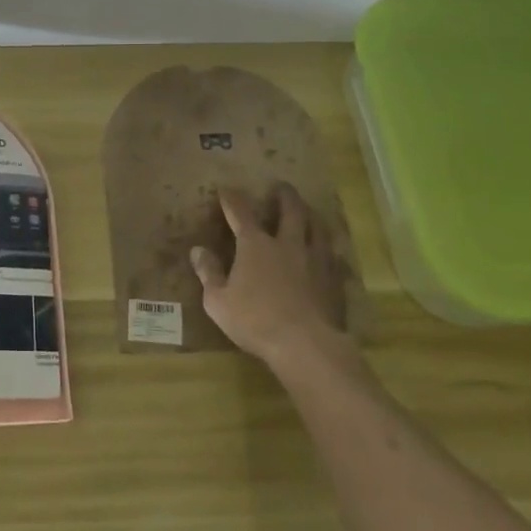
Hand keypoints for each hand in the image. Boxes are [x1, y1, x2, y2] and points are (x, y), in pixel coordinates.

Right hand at [191, 183, 346, 367]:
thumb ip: (209, 273)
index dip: (232, 199)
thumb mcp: (218, 301)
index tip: (226, 189)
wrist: (306, 345)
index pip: (240, 212)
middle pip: (290, 211)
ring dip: (311, 215)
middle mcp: (287, 244)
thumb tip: (197, 250)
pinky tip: (328, 252)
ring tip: (309, 211)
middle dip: (284, 196)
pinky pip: (332, 255)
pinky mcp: (333, 280)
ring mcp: (314, 260)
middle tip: (282, 186)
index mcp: (255, 245)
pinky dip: (327, 248)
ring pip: (317, 228)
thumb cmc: (255, 321)